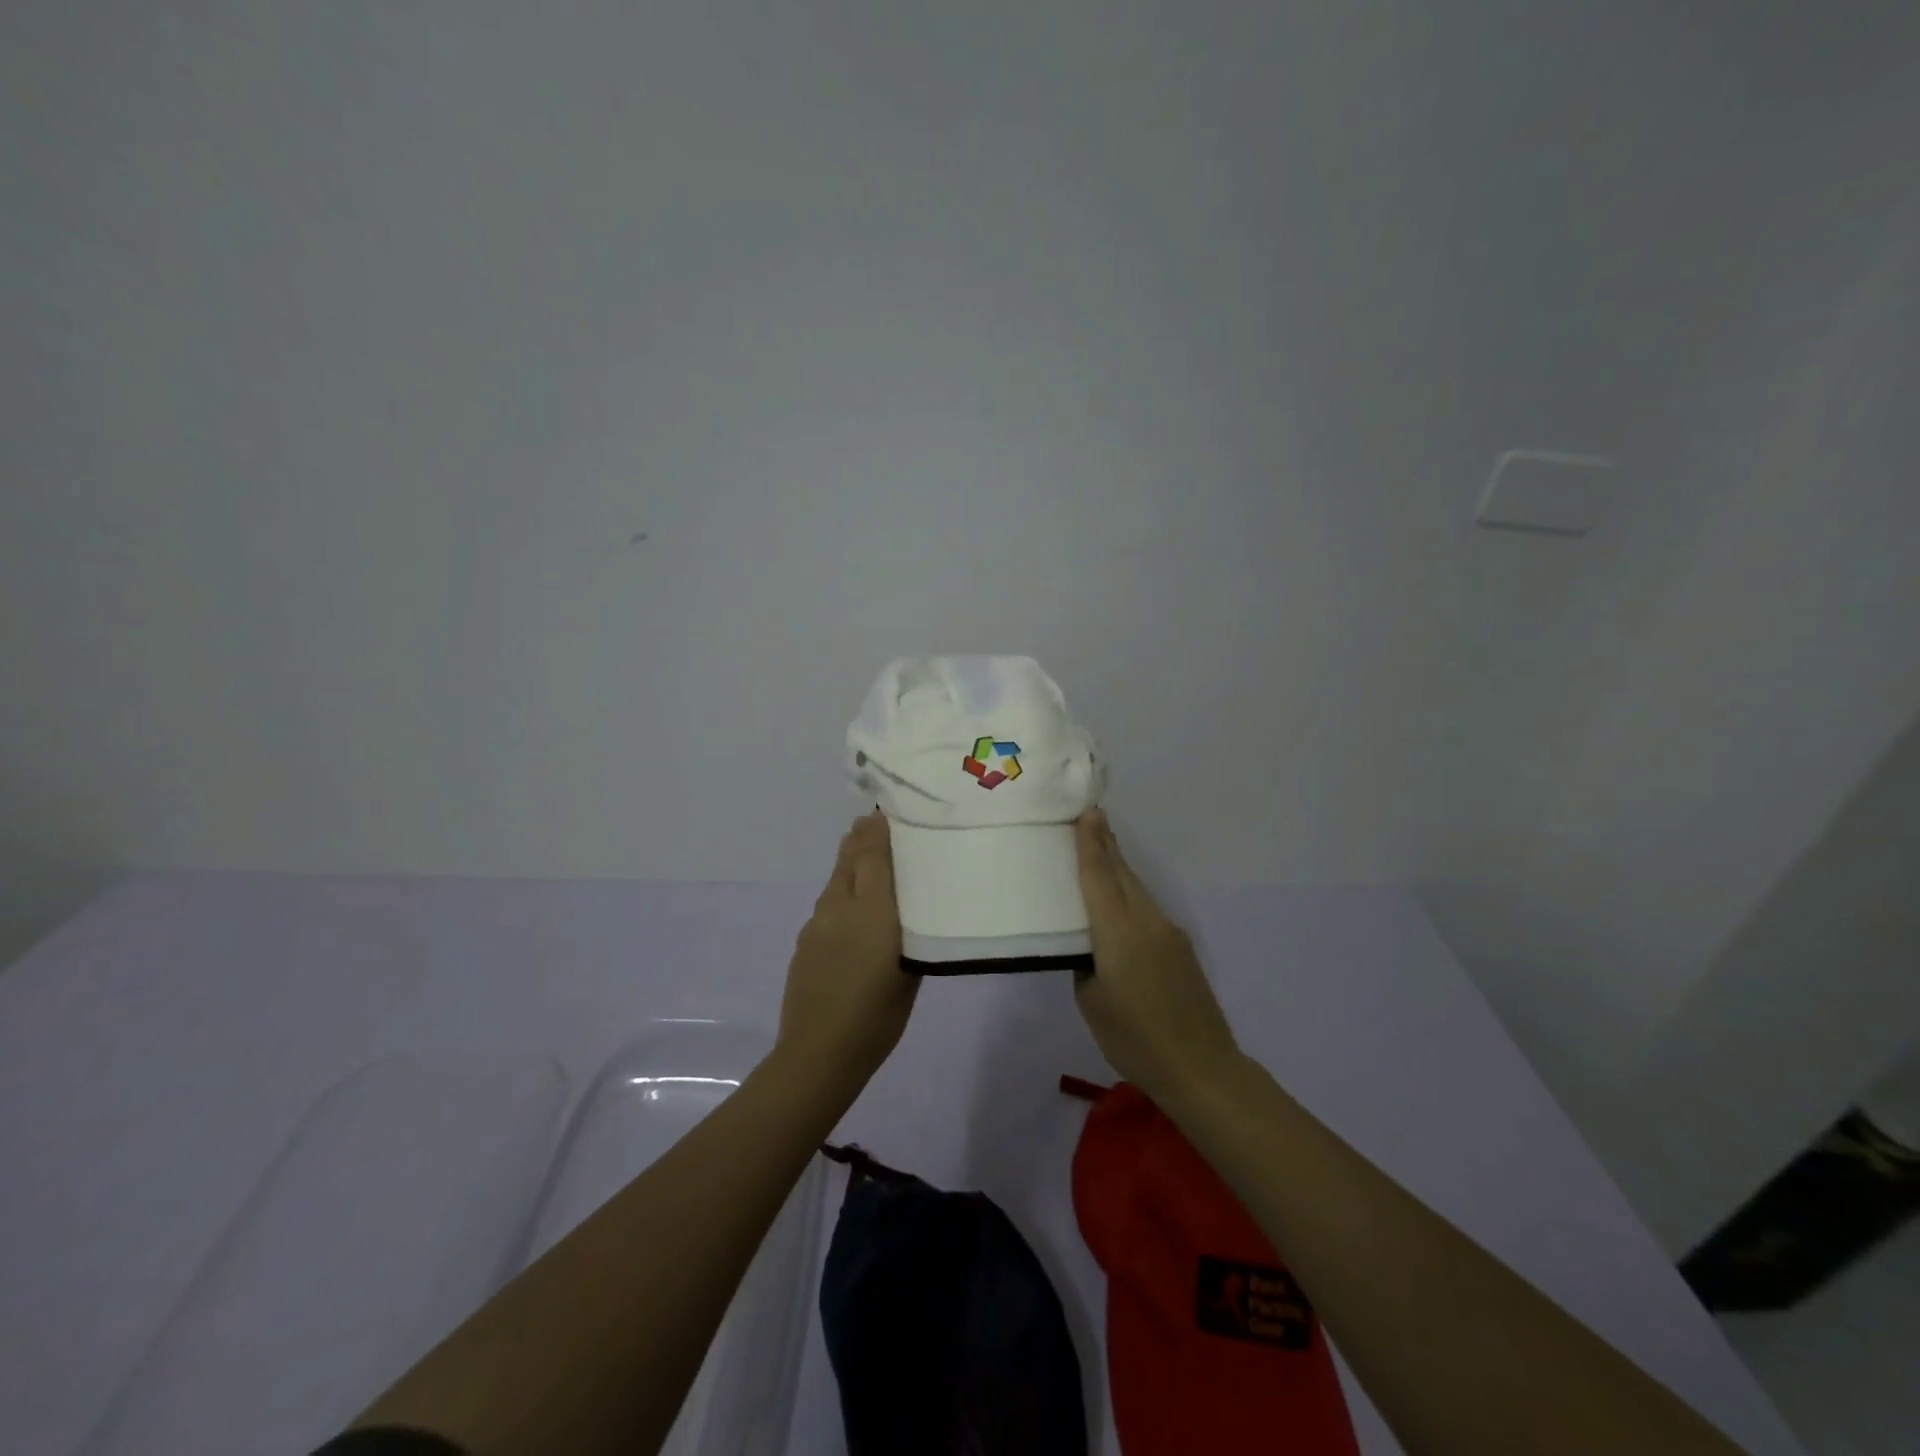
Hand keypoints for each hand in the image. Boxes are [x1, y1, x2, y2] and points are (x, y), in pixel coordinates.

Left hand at [776, 813, 917, 1091]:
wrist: (818, 1054)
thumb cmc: (878, 1017)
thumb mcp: (910, 970)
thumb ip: (909, 928)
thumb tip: (907, 901)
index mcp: (873, 911)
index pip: (874, 853)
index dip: (881, 827)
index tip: (892, 808)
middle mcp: (841, 905)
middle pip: (851, 857)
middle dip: (864, 835)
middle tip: (881, 821)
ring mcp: (818, 921)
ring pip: (837, 876)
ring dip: (852, 860)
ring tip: (869, 853)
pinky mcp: (805, 938)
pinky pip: (828, 900)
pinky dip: (842, 888)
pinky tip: (853, 903)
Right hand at [1073, 809, 1241, 1103]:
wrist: (1201, 1068)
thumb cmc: (1135, 1039)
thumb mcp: (1092, 1003)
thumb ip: (1086, 966)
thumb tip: (1090, 951)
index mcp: (1118, 932)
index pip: (1099, 876)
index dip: (1091, 842)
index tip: (1088, 810)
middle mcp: (1146, 921)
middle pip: (1122, 873)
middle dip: (1105, 844)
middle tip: (1089, 818)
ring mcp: (1169, 932)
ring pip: (1137, 889)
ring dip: (1118, 868)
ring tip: (1100, 851)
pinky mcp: (1181, 948)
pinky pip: (1148, 908)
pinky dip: (1130, 895)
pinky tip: (1120, 904)